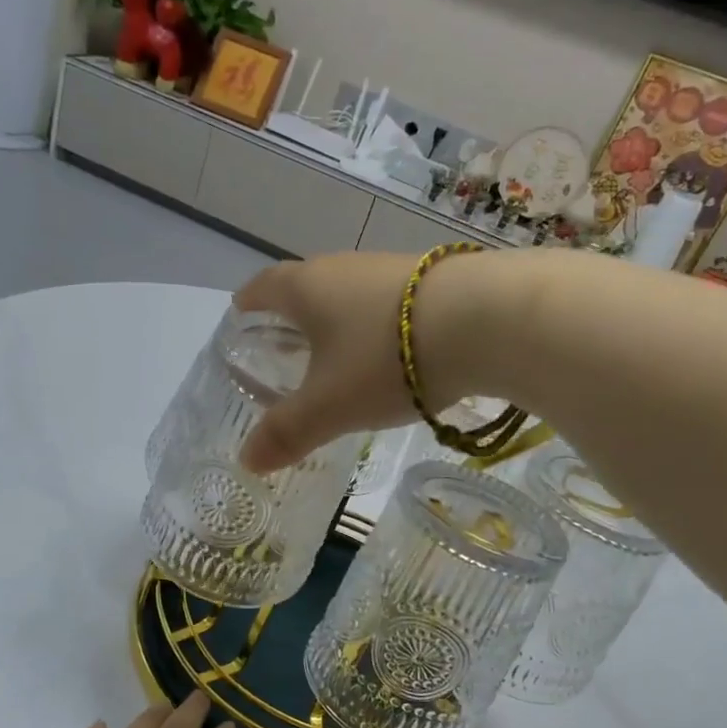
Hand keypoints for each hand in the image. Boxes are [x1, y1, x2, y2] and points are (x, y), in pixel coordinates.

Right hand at [234, 252, 425, 472]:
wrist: (486, 320)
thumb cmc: (385, 359)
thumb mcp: (329, 406)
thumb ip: (287, 432)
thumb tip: (247, 460)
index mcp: (306, 288)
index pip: (263, 286)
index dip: (248, 301)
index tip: (240, 313)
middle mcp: (344, 267)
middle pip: (307, 285)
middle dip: (293, 314)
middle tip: (285, 344)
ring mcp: (391, 269)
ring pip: (350, 293)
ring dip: (338, 319)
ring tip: (338, 352)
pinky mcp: (434, 280)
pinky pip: (388, 303)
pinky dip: (377, 325)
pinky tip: (391, 351)